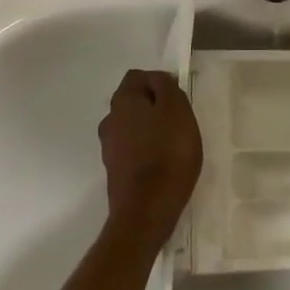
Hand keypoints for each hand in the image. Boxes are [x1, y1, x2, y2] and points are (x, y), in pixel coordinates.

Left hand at [98, 69, 202, 247]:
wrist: (146, 212)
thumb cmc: (167, 154)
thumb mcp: (177, 110)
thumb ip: (167, 87)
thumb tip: (158, 80)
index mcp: (123, 100)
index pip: (138, 76)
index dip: (160, 82)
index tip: (179, 100)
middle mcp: (110, 120)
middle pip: (135, 101)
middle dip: (156, 107)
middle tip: (180, 122)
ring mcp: (110, 147)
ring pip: (134, 126)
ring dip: (152, 130)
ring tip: (174, 146)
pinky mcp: (115, 171)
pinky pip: (133, 150)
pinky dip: (147, 151)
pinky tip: (163, 165)